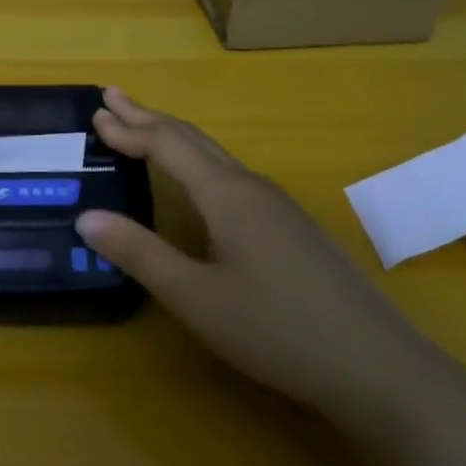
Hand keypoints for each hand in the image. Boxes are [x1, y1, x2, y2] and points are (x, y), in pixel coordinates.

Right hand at [75, 87, 439, 415]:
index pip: (167, 144)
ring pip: (216, 156)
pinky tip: (199, 183)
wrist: (378, 366)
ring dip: (174, 138)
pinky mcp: (292, 228)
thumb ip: (140, 253)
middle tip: (113, 99)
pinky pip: (232, 176)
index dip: (129, 128)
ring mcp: (279, 207)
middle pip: (193, 139)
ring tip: (144, 131)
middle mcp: (252, 188)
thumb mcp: (195, 297)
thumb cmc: (276, 330)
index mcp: (226, 195)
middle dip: (149, 117)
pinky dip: (198, 162)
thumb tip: (87, 217)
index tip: (95, 113)